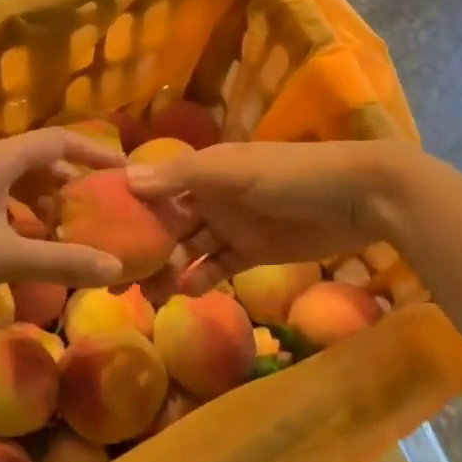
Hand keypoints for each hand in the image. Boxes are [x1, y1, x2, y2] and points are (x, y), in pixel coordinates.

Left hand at [0, 129, 126, 311]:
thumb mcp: (6, 258)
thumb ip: (62, 261)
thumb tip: (116, 267)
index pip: (59, 140)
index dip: (94, 151)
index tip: (123, 169)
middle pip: (38, 159)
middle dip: (71, 179)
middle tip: (100, 204)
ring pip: (16, 180)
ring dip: (45, 199)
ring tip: (69, 226)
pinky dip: (21, 213)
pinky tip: (27, 241)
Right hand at [125, 140, 405, 285]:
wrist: (362, 197)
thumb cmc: (294, 174)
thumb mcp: (235, 170)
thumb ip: (182, 176)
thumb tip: (126, 179)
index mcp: (204, 170)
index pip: (156, 186)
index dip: (129, 206)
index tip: (99, 231)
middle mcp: (212, 196)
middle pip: (169, 222)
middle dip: (145, 245)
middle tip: (118, 276)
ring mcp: (233, 225)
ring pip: (190, 249)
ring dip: (169, 267)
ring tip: (148, 291)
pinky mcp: (254, 253)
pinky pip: (218, 266)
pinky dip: (201, 278)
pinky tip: (186, 292)